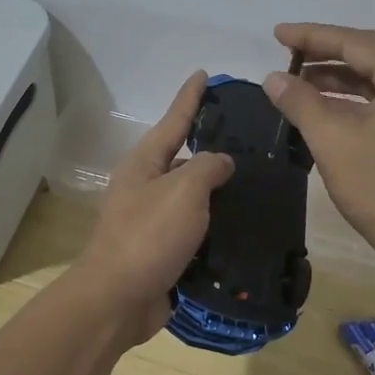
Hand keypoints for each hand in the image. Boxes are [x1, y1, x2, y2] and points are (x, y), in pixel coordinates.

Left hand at [73, 72, 234, 342]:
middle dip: (211, 147)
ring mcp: (152, 222)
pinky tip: (244, 227)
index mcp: (144, 163)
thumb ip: (206, 167)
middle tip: (249, 139)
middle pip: (183, 159)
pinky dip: (216, 227)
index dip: (190, 97)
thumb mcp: (183, 190)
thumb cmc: (149, 236)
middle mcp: (146, 187)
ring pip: (192, 198)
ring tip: (256, 183)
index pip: (174, 120)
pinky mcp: (163, 252)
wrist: (118, 301)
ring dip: (218, 192)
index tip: (203, 74)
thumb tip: (220, 161)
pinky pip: (196, 231)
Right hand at [265, 23, 374, 263]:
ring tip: (297, 80)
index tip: (277, 34)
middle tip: (286, 52)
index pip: (356, 42)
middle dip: (326, 52)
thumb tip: (272, 77)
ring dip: (337, 77)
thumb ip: (300, 101)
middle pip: (370, 54)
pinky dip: (352, 98)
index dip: (313, 36)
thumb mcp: (332, 139)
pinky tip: (322, 106)